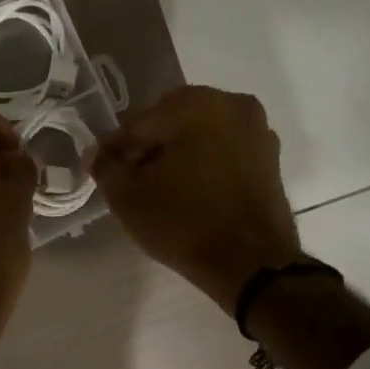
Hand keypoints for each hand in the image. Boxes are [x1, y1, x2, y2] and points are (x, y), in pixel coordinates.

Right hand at [91, 85, 303, 312]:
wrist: (252, 265)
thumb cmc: (184, 223)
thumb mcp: (127, 197)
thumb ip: (105, 166)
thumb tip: (99, 154)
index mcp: (195, 104)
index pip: (138, 123)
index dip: (116, 150)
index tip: (102, 172)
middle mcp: (231, 104)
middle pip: (170, 123)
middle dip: (148, 149)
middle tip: (130, 182)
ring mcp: (257, 130)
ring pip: (199, 136)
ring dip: (176, 156)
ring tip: (159, 191)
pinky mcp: (270, 158)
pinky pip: (223, 152)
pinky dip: (203, 165)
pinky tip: (189, 193)